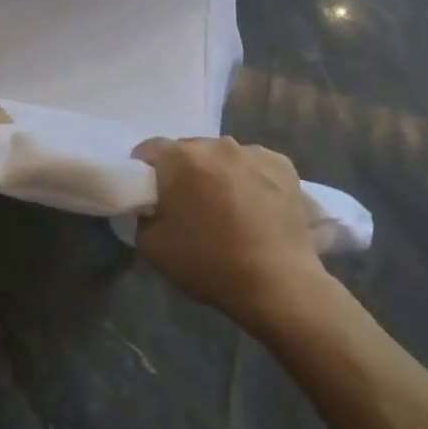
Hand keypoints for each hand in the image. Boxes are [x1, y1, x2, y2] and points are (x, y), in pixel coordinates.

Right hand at [132, 137, 326, 330]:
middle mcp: (216, 145)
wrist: (278, 284)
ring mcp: (253, 152)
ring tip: (229, 209)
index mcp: (180, 158)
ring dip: (218, 174)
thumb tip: (155, 207)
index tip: (150, 193)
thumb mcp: (152, 246)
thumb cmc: (209, 263)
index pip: (150, 149)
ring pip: (224, 157)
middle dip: (184, 172)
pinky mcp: (283, 165)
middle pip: (189, 150)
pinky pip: (255, 165)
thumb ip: (144, 215)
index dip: (145, 170)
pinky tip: (257, 208)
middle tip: (189, 205)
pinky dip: (251, 179)